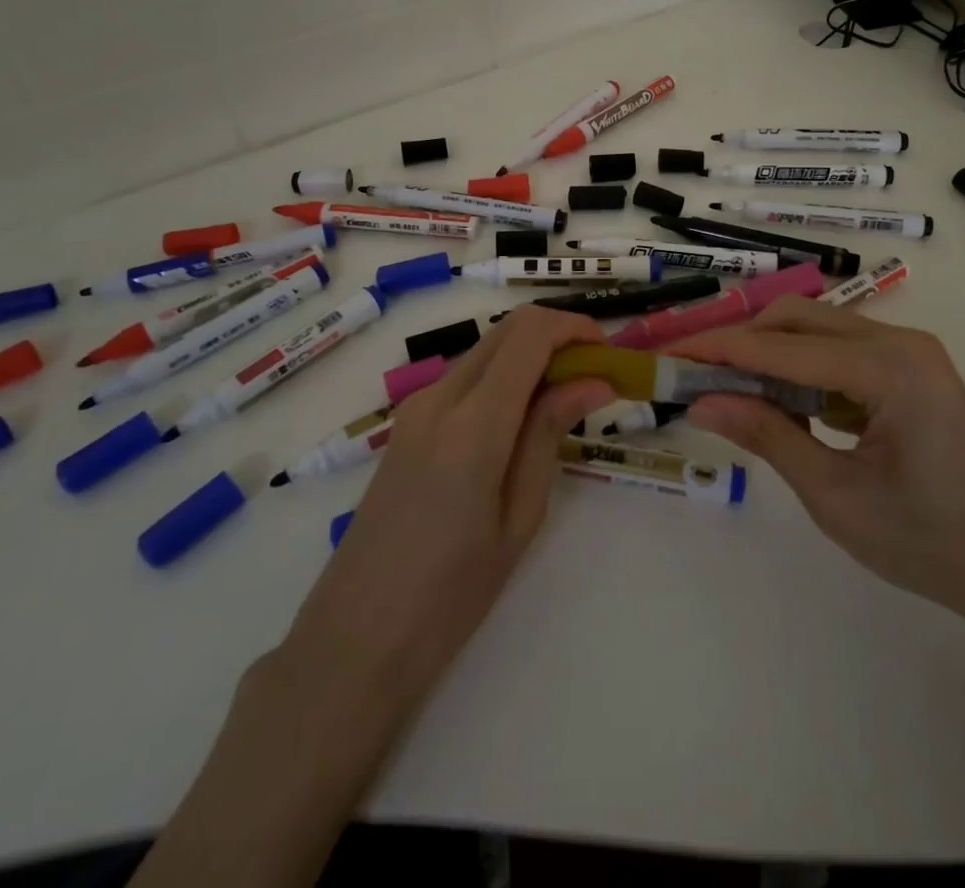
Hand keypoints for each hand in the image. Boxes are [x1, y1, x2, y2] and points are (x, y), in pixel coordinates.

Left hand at [272, 305, 615, 717]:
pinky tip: (520, 422)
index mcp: (473, 422)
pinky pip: (464, 377)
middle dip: (557, 337)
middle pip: (506, 330)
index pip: (530, 334)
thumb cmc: (451, 594)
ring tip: (565, 403)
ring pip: (485, 350)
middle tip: (594, 375)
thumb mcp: (519, 517)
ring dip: (530, 356)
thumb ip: (549, 435)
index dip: (575, 328)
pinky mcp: (406, 423)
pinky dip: (503, 378)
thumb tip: (592, 381)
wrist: (356, 637)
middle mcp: (439, 396)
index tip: (608, 353)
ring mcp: (416, 407)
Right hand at [674, 297, 964, 638]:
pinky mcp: (913, 371)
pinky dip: (800, 368)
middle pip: (798, 319)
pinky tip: (779, 401)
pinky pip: (840, 351)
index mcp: (890, 368)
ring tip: (724, 387)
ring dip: (769, 353)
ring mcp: (911, 353)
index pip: (782, 346)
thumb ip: (766, 437)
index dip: (719, 348)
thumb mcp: (835, 496)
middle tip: (692, 371)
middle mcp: (901, 342)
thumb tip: (700, 403)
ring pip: (817, 330)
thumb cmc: (931, 544)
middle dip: (741, 341)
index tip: (668, 352)